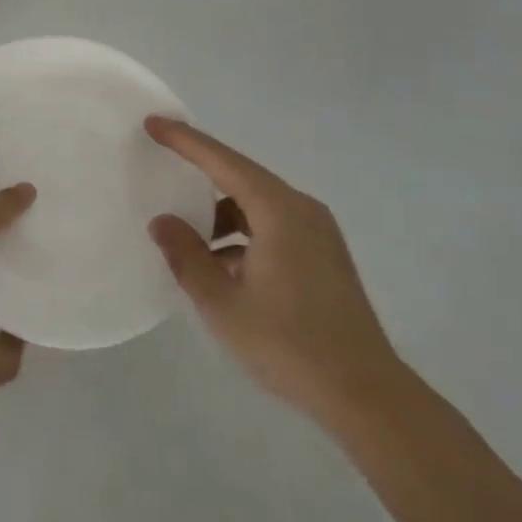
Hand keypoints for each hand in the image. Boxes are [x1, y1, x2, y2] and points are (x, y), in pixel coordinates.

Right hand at [145, 118, 404, 428]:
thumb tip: (163, 222)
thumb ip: (186, 256)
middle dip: (201, 172)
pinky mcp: (324, 259)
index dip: (184, 140)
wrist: (368, 399)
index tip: (153, 123)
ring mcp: (318, 236)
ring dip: (221, 215)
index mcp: (279, 211)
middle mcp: (302, 211)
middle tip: (163, 165)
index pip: (222, 161)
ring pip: (257, 206)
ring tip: (188, 238)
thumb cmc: (289, 344)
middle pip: (241, 178)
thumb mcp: (222, 302)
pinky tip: (222, 268)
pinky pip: (273, 228)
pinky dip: (242, 236)